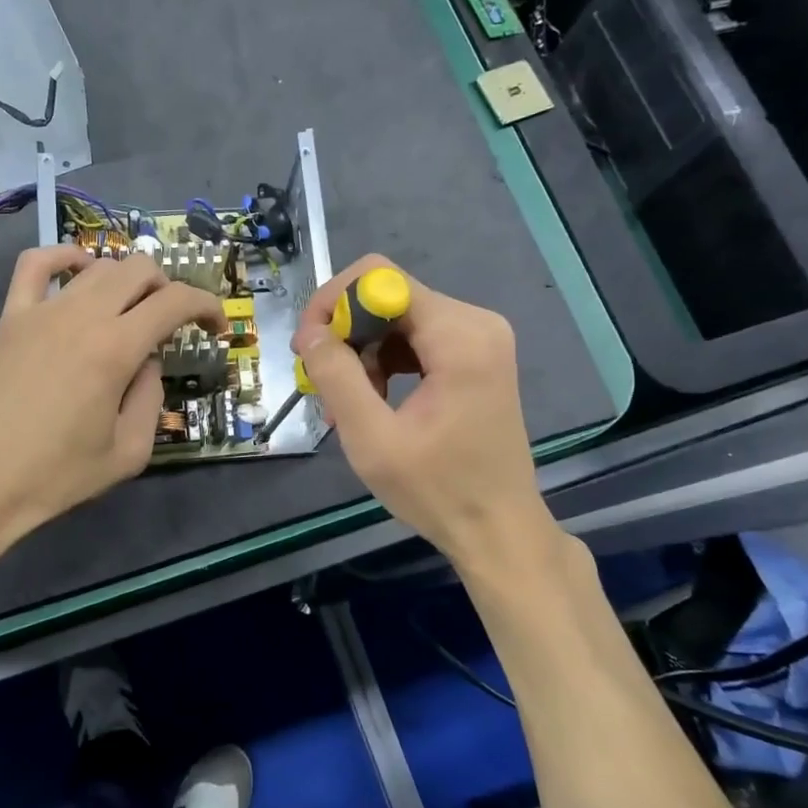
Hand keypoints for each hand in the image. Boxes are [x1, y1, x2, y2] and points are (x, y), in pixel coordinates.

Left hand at [0, 245, 224, 557]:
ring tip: (132, 308)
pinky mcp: (10, 318)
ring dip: (127, 280)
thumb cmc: (55, 476)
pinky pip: (36, 265)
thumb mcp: (128, 453)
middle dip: (170, 289)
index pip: (175, 302)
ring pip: (97, 265)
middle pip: (140, 270)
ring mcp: (41, 311)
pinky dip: (66, 257)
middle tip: (174, 323)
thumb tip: (147, 363)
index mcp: (116, 349)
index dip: (207, 306)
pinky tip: (79, 273)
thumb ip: (150, 399)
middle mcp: (81, 316)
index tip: (216, 327)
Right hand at [291, 255, 555, 567]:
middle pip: (389, 296)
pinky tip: (373, 399)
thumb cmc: (437, 491)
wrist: (499, 530)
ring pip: (398, 318)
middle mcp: (475, 322)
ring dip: (363, 353)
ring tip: (346, 403)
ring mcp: (480, 338)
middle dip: (346, 333)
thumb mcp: (372, 438)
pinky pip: (416, 339)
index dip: (333, 304)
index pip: (378, 277)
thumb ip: (336, 376)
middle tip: (321, 383)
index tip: (308, 350)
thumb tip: (310, 331)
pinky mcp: (476, 357)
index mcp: (459, 335)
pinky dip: (386, 362)